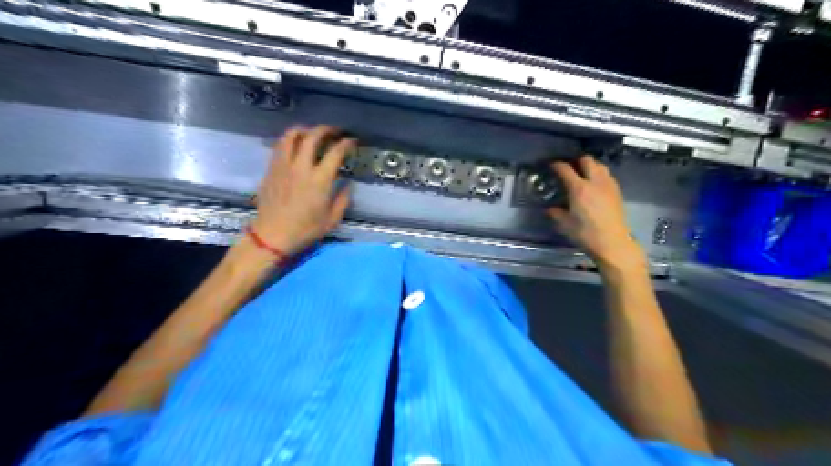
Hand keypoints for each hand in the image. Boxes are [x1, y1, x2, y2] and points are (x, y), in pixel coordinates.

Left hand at [253, 125, 357, 255]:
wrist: (272, 237)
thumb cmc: (305, 231)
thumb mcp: (332, 220)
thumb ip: (343, 200)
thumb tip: (347, 185)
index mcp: (319, 181)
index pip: (335, 153)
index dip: (346, 143)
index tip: (352, 141)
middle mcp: (300, 168)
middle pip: (312, 137)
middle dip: (326, 129)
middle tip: (335, 131)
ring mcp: (283, 166)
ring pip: (291, 136)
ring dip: (304, 129)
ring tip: (312, 132)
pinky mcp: (270, 170)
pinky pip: (279, 146)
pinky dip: (290, 140)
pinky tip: (295, 145)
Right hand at [551, 155, 643, 270]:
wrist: (612, 242)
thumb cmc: (586, 234)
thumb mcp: (565, 224)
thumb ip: (556, 213)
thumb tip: (550, 209)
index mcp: (579, 189)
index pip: (565, 169)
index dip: (557, 165)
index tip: (552, 166)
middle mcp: (594, 182)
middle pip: (587, 160)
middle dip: (576, 161)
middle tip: (570, 169)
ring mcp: (608, 185)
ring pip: (600, 165)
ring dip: (590, 166)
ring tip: (584, 174)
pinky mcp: (617, 191)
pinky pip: (607, 175)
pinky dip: (600, 175)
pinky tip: (596, 185)